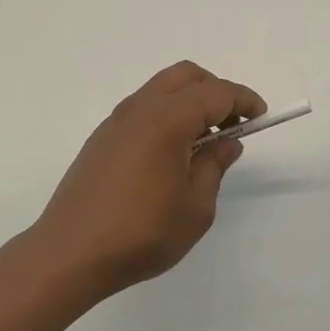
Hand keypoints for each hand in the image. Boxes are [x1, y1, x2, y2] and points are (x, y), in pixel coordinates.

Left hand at [35, 61, 264, 297]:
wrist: (69, 253)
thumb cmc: (141, 232)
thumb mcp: (195, 207)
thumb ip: (214, 166)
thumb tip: (225, 142)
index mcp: (167, 119)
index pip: (216, 93)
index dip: (243, 100)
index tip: (260, 116)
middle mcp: (140, 108)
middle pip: (186, 77)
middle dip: (215, 91)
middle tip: (233, 123)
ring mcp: (116, 121)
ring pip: (161, 89)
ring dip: (189, 102)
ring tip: (203, 143)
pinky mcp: (101, 138)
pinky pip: (143, 109)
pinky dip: (166, 115)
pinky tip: (171, 154)